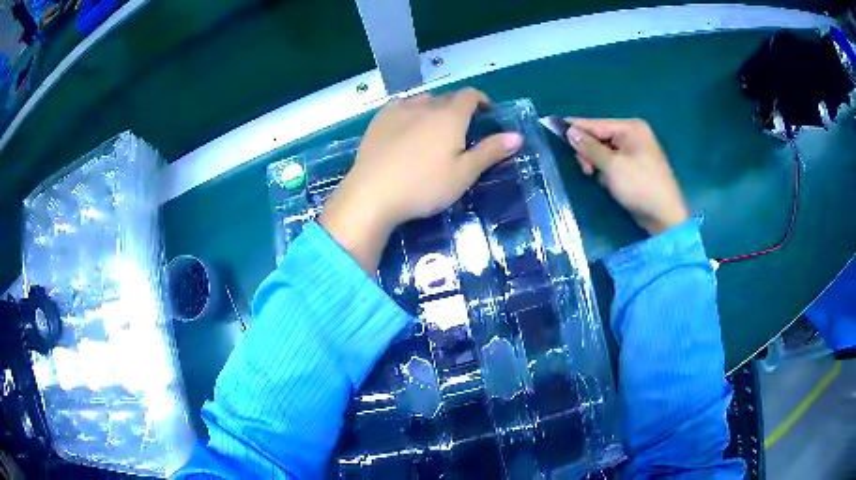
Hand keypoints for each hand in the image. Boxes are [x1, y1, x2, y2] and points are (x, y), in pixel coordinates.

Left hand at [321, 88, 522, 272]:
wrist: (372, 194)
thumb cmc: (423, 187)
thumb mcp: (463, 174)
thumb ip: (490, 152)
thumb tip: (517, 136)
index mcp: (449, 116)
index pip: (471, 95)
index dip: (482, 101)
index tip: (488, 114)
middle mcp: (425, 106)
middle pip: (448, 97)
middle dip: (460, 107)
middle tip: (462, 129)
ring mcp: (398, 110)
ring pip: (423, 100)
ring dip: (435, 108)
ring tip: (434, 128)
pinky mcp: (378, 120)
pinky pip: (400, 106)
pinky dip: (411, 111)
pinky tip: (407, 127)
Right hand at [565, 118, 688, 234]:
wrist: (665, 216)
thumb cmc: (640, 187)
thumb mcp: (612, 166)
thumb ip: (589, 147)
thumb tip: (569, 130)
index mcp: (631, 128)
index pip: (595, 124)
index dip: (574, 127)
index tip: (551, 125)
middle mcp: (634, 135)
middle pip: (600, 136)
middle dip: (589, 151)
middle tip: (586, 170)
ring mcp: (637, 151)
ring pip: (605, 151)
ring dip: (597, 163)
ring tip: (596, 178)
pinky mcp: (636, 166)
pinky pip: (614, 162)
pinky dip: (607, 170)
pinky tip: (607, 182)